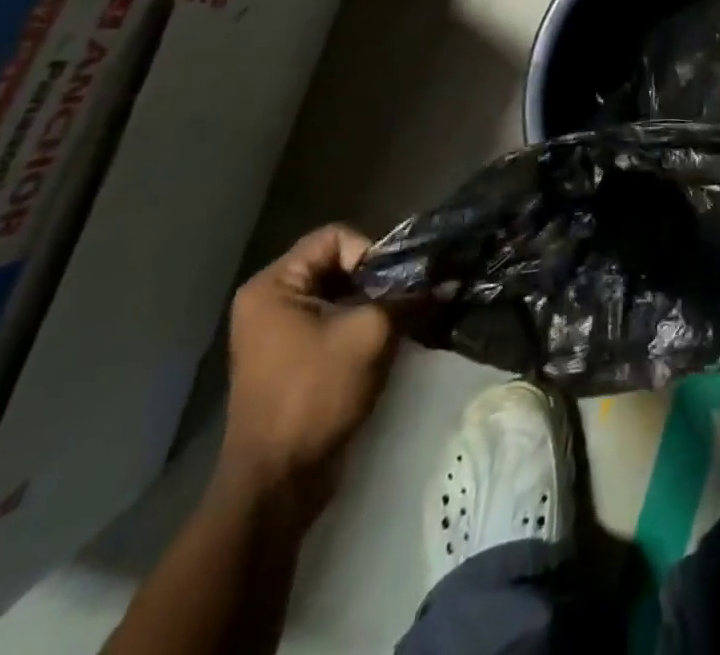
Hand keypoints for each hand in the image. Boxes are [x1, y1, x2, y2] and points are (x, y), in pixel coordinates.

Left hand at [219, 225, 398, 512]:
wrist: (279, 481)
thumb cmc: (316, 393)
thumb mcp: (371, 333)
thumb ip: (409, 297)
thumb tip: (448, 279)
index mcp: (274, 286)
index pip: (336, 237)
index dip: (372, 252)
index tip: (395, 283)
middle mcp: (272, 300)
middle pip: (340, 263)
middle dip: (379, 278)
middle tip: (409, 297)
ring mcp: (280, 331)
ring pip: (343, 292)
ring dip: (377, 302)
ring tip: (406, 318)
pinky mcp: (294, 357)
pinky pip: (336, 319)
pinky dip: (365, 323)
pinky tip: (392, 338)